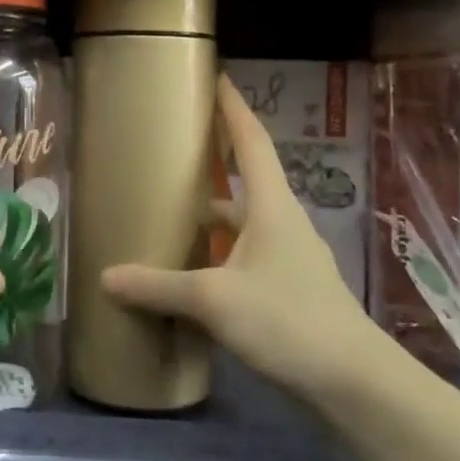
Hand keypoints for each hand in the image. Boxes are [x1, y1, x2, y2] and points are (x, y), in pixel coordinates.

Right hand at [101, 75, 381, 402]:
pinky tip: (191, 274)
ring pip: (242, 225)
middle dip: (213, 163)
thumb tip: (106, 277)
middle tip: (173, 150)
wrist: (353, 383)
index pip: (251, 142)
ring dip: (212, 217)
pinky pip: (244, 258)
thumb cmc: (287, 320)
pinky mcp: (288, 292)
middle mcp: (283, 223)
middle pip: (246, 180)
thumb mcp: (214, 299)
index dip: (233, 108)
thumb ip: (159, 286)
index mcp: (272, 206)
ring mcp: (289, 259)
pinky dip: (217, 256)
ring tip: (170, 214)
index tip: (217, 77)